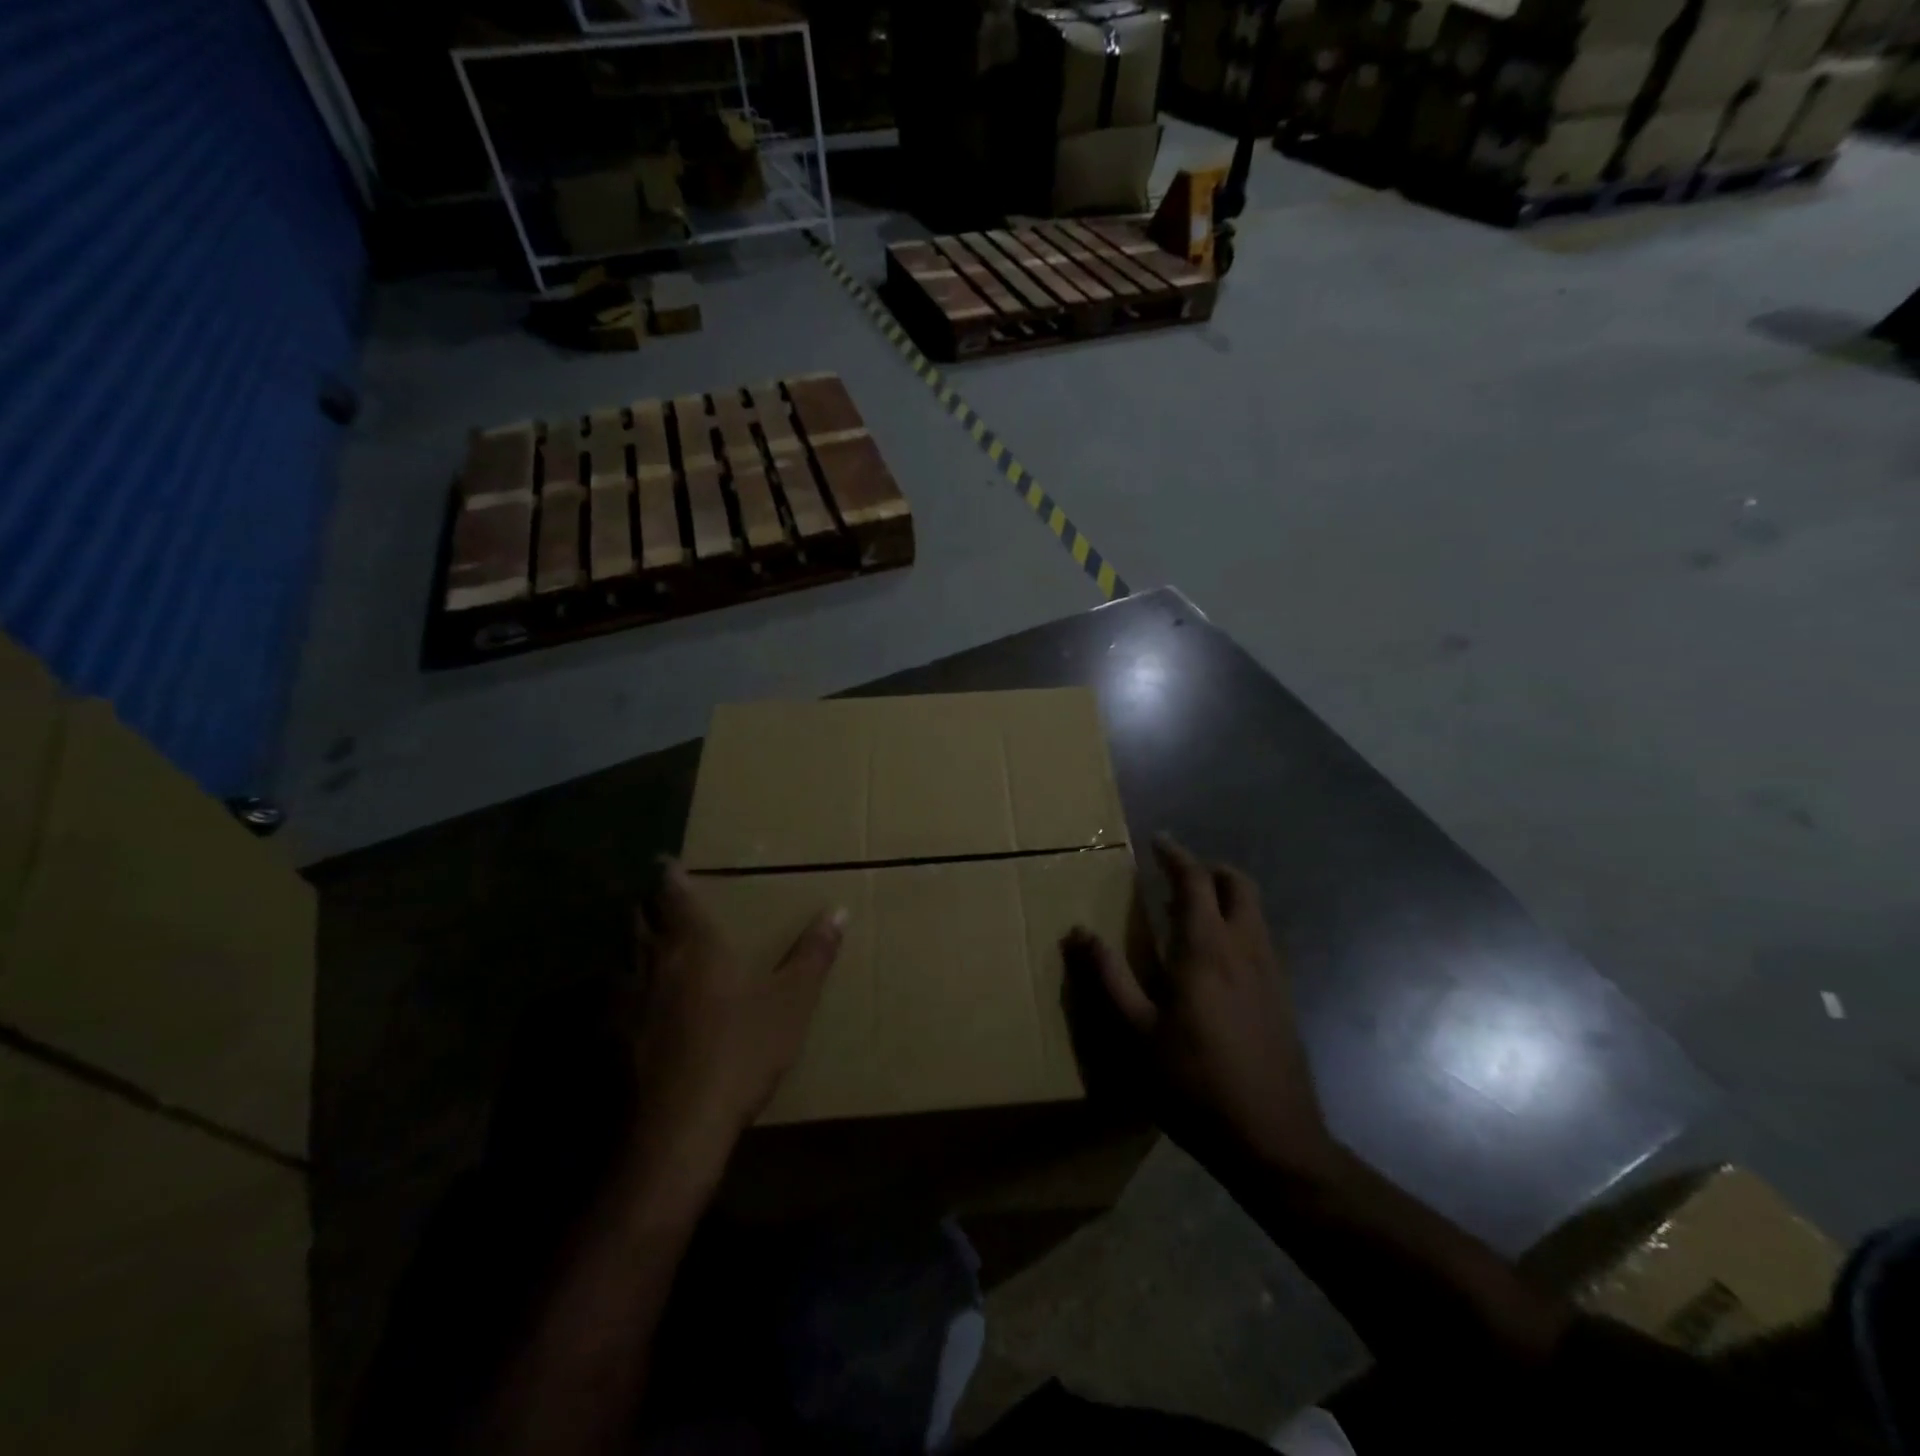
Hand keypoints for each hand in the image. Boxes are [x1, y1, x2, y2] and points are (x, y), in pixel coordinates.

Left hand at [624, 860, 844, 1178]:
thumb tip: (838, 911)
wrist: (678, 1129)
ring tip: (650, 945)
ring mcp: (622, 1000)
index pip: (672, 892)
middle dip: (647, 904)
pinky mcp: (607, 1038)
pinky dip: (622, 986)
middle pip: (637, 917)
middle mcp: (650, 960)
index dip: (669, 874)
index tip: (667, 861)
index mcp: (694, 943)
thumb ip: (813, 954)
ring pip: (620, 955)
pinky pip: (610, 996)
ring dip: (632, 942)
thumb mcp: (791, 1003)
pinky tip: (635, 1004)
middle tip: (662, 901)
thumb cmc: (740, 1052)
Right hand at [1065, 836, 1334, 1179]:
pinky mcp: (1283, 998)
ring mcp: (1271, 973)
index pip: (1195, 881)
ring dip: (1226, 898)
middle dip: (1209, 870)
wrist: (1273, 1140)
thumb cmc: (1193, 1083)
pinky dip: (1238, 927)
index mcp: (1206, 949)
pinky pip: (1261, 940)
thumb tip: (1078, 931)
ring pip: (1254, 912)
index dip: (1175, 856)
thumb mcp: (1135, 1033)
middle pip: (1238, 885)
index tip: (1157, 841)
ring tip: (1190, 915)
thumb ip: (1107, 977)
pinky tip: (1216, 962)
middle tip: (1177, 876)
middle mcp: (1245, 948)